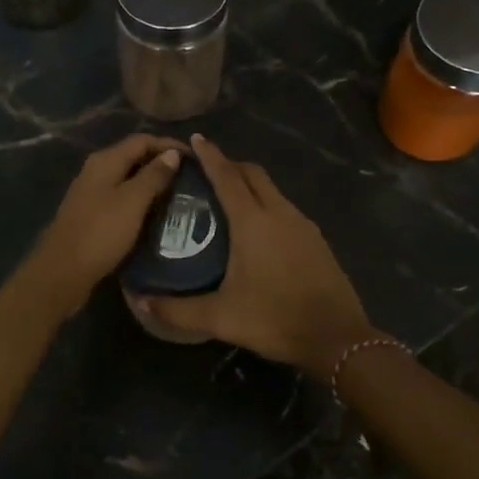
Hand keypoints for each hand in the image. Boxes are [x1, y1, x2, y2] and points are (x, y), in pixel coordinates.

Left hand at [19, 134, 185, 316]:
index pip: (142, 140)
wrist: (63, 271)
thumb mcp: (132, 202)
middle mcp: (96, 170)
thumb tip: (172, 153)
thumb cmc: (101, 233)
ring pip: (128, 179)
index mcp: (105, 161)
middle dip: (162, 163)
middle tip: (190, 177)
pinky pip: (121, 198)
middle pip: (133, 157)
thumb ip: (153, 176)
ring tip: (178, 194)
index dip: (169, 145)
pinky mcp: (92, 213)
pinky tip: (155, 213)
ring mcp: (92, 192)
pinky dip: (140, 200)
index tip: (195, 158)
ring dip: (152, 183)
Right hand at [135, 136, 376, 372]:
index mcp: (253, 222)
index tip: (195, 140)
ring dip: (250, 186)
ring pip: (272, 190)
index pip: (227, 176)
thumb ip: (178, 309)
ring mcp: (302, 225)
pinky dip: (267, 205)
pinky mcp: (316, 240)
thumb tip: (141, 302)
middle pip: (253, 174)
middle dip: (231, 165)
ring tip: (229, 200)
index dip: (210, 156)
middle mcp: (279, 213)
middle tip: (207, 172)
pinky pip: (286, 209)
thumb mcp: (221, 317)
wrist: (336, 338)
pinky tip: (258, 230)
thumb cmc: (274, 319)